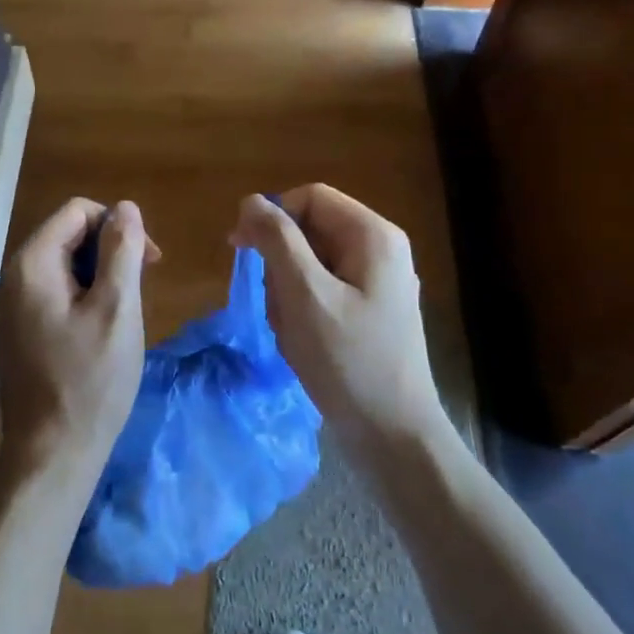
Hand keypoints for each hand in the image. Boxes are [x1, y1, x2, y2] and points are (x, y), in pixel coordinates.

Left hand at [0, 198, 157, 498]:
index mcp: (30, 264)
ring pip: (61, 265)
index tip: (149, 261)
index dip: (118, 224)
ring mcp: (8, 307)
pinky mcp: (14, 331)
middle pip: (66, 236)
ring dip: (98, 275)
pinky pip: (51, 293)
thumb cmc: (90, 381)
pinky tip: (99, 329)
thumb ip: (122, 250)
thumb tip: (126, 207)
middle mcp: (10, 278)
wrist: (51, 455)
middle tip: (140, 288)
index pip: (77, 211)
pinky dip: (81, 297)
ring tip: (123, 313)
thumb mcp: (117, 309)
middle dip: (109, 250)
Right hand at [230, 186, 451, 461]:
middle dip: (281, 265)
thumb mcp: (304, 295)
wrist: (393, 435)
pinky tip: (303, 344)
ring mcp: (378, 282)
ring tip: (292, 333)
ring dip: (288, 294)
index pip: (309, 198)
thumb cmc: (347, 361)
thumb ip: (277, 240)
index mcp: (373, 236)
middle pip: (310, 231)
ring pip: (311, 265)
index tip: (240, 249)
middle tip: (276, 307)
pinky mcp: (370, 311)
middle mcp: (380, 250)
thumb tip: (252, 201)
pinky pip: (323, 292)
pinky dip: (303, 312)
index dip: (271, 216)